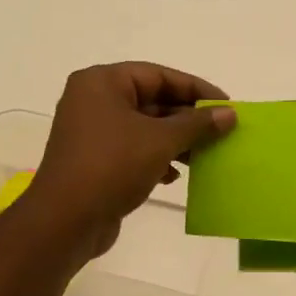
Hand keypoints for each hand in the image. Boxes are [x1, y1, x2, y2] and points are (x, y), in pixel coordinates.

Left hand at [25, 62, 235, 258]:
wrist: (66, 220)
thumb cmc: (112, 167)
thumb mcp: (160, 141)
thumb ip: (197, 125)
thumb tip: (229, 114)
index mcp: (102, 83)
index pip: (158, 75)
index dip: (195, 89)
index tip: (226, 106)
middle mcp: (93, 101)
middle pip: (151, 101)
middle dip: (187, 119)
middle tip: (221, 133)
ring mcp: (92, 133)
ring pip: (144, 129)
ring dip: (176, 142)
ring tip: (204, 157)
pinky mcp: (95, 162)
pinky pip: (133, 151)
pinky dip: (156, 159)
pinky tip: (174, 177)